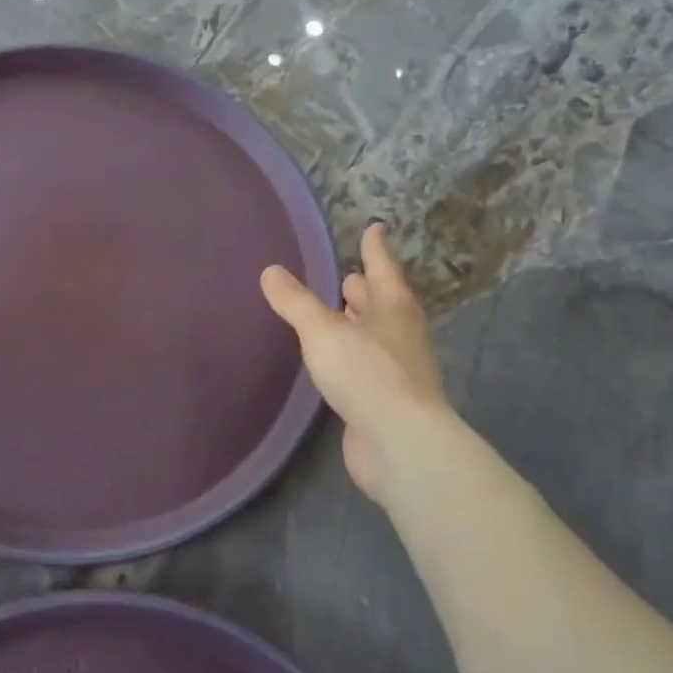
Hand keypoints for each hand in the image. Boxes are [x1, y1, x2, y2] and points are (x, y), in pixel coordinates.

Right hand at [261, 223, 450, 506]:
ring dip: (359, 324)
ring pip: (376, 336)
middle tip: (348, 276)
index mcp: (394, 309)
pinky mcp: (387, 402)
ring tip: (338, 314)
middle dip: (366, 290)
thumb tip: (271, 271)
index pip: (382, 268)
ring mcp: (398, 370)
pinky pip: (367, 367)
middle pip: (383, 303)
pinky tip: (335, 362)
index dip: (375, 248)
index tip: (375, 228)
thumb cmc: (366, 374)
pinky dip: (352, 356)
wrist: (400, 444)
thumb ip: (296, 302)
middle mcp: (401, 335)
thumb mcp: (323, 331)